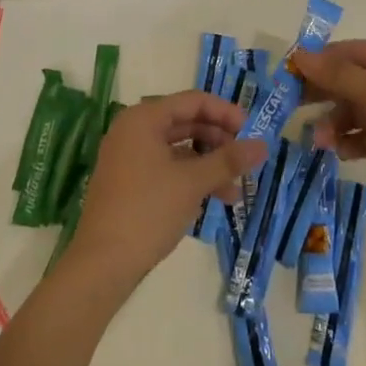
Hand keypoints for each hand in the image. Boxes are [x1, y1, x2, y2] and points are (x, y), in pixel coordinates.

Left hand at [63, 91, 266, 292]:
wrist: (101, 264)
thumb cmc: (147, 211)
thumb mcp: (192, 183)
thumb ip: (228, 160)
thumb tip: (263, 145)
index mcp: (144, 119)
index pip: (193, 101)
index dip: (225, 113)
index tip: (251, 132)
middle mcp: (134, 130)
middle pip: (186, 122)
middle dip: (219, 141)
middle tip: (245, 160)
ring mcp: (129, 157)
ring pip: (178, 149)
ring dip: (208, 165)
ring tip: (235, 191)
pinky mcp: (129, 182)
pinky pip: (167, 167)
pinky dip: (190, 178)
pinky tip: (212, 199)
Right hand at [293, 41, 365, 230]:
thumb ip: (339, 75)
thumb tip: (301, 54)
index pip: (352, 51)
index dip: (321, 60)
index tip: (290, 74)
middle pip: (352, 80)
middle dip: (325, 93)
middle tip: (293, 106)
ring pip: (357, 111)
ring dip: (335, 122)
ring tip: (320, 141)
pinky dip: (350, 142)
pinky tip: (339, 151)